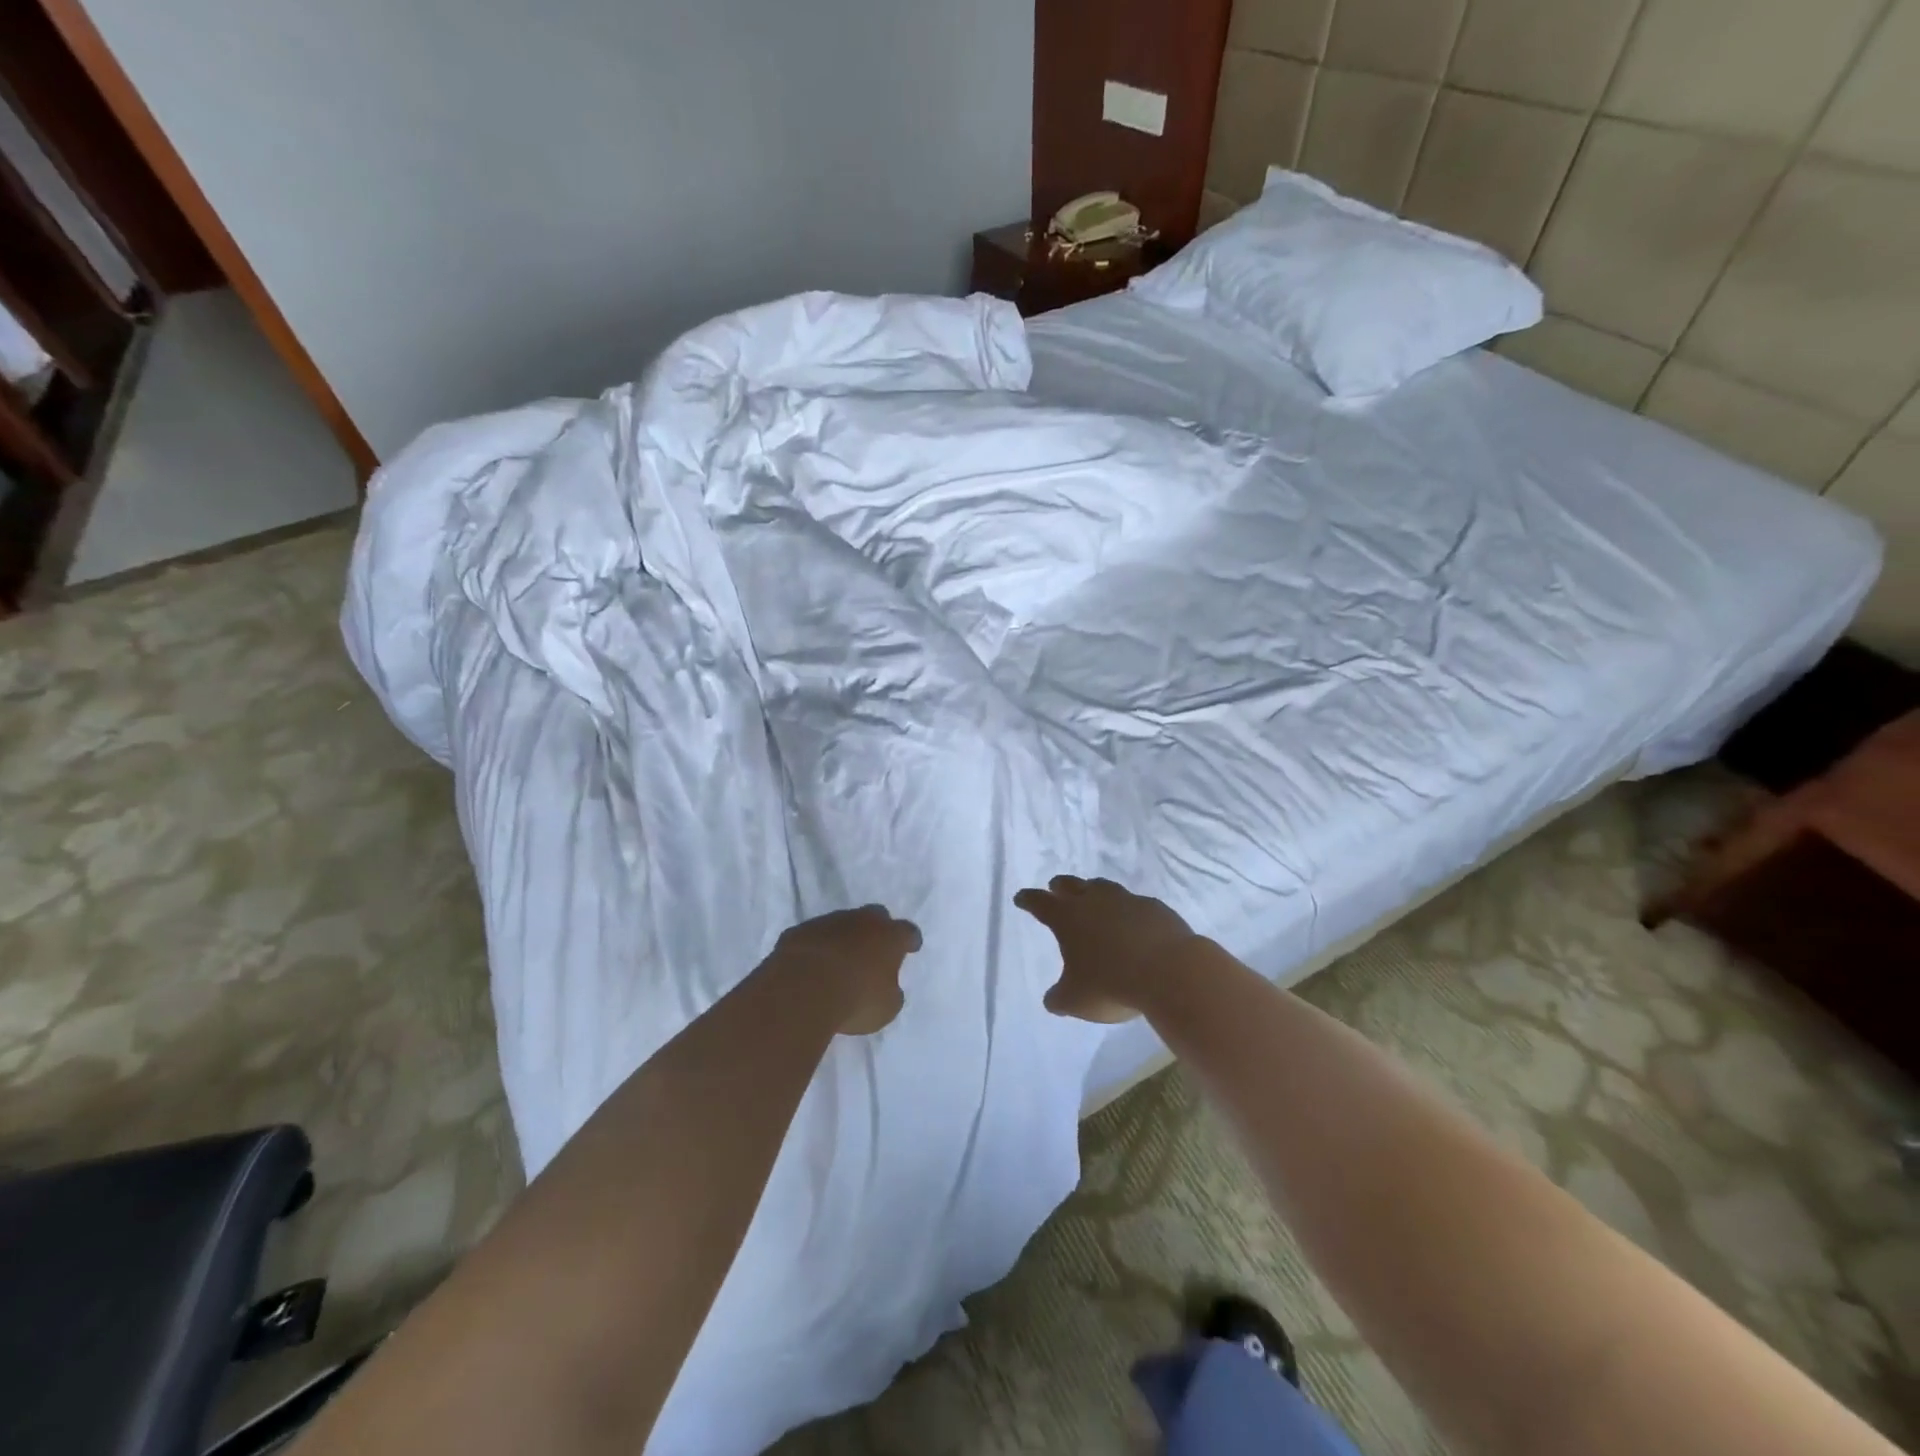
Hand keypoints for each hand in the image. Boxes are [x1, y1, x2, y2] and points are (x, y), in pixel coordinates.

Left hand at [769, 905, 921, 1034]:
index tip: (911, 947)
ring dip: (844, 938)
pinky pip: (814, 936)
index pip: (908, 932)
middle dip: (878, 930)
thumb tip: (887, 987)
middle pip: (876, 916)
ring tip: (840, 961)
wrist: (803, 989)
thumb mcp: (886, 1007)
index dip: (910, 941)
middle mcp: (862, 921)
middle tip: (876, 949)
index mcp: (890, 936)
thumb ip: (891, 993)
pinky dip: (817, 947)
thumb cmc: (856, 999)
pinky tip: (812, 966)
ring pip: (842, 924)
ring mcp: (828, 922)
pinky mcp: (800, 931)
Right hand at [1013, 876, 1199, 1022]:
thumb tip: (1053, 998)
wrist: (1170, 972)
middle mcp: (1095, 901)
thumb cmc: (1111, 985)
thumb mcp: (1076, 1000)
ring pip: (1104, 888)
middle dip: (1060, 886)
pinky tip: (1133, 922)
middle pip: (1072, 885)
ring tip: (1093, 896)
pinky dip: (1128, 910)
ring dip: (1094, 891)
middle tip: (1055, 887)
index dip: (1028, 900)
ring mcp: (1127, 901)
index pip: (1040, 903)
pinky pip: (1135, 904)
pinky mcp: (1155, 908)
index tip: (1021, 897)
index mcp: (1068, 918)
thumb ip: (1060, 997)